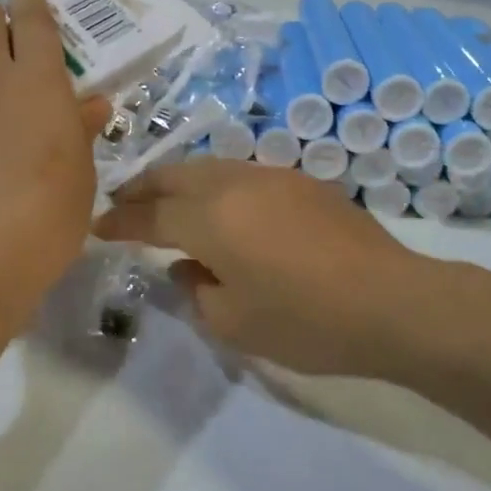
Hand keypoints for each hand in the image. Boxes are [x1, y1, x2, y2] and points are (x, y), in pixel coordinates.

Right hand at [95, 158, 442, 377]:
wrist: (391, 301)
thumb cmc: (306, 321)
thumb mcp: (234, 322)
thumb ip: (196, 290)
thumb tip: (186, 266)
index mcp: (210, 219)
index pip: (149, 216)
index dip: (119, 221)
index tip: (98, 226)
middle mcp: (234, 184)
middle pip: (175, 175)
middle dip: (143, 187)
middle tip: (123, 202)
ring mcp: (271, 176)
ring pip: (209, 167)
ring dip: (180, 181)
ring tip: (167, 200)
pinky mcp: (301, 181)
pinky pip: (242, 173)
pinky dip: (216, 185)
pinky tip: (222, 206)